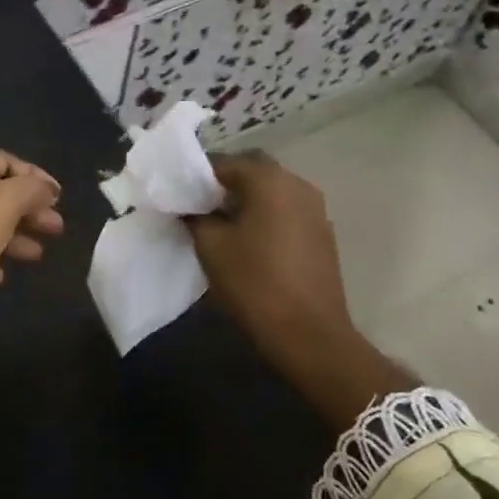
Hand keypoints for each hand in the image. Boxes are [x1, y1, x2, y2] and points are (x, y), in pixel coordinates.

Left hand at [0, 151, 64, 355]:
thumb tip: (46, 188)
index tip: (59, 197)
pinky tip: (3, 275)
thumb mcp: (1, 203)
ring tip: (38, 254)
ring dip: (15, 237)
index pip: (2, 161)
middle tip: (56, 228)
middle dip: (28, 208)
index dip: (33, 174)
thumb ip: (29, 190)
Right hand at [187, 153, 413, 425]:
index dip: (196, 176)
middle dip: (222, 186)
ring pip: (271, 192)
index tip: (177, 193)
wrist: (309, 335)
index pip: (224, 162)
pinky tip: (247, 241)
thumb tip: (191, 207)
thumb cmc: (254, 284)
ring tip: (219, 225)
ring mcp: (315, 209)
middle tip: (196, 207)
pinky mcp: (322, 234)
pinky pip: (286, 212)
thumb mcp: (211, 247)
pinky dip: (264, 217)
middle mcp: (298, 184)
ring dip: (245, 201)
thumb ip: (196, 217)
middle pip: (251, 172)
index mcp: (270, 180)